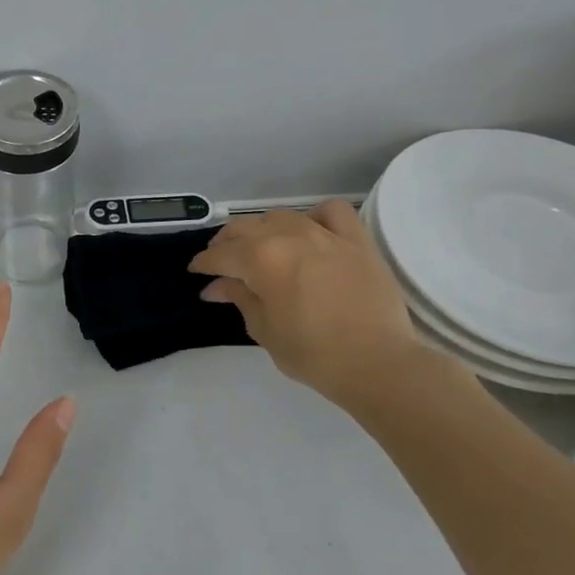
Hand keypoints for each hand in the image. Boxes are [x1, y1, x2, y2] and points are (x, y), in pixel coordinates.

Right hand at [189, 200, 425, 409]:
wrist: (377, 363)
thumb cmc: (313, 354)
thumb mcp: (264, 329)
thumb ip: (239, 298)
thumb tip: (216, 286)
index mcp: (260, 260)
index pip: (220, 255)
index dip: (203, 264)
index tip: (197, 273)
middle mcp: (289, 237)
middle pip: (245, 229)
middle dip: (226, 244)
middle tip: (221, 262)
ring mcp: (325, 234)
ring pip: (281, 217)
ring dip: (263, 230)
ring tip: (262, 247)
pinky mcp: (357, 240)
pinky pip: (332, 212)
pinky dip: (316, 216)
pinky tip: (311, 231)